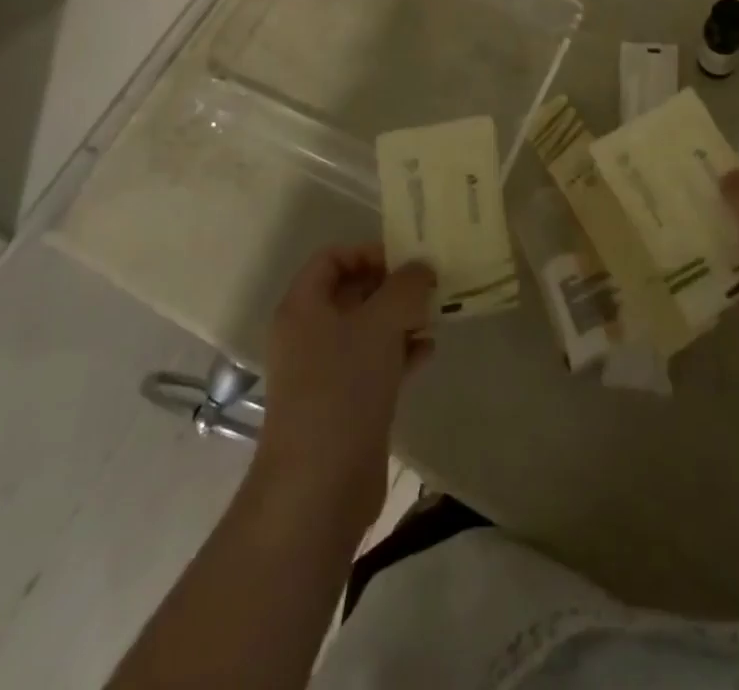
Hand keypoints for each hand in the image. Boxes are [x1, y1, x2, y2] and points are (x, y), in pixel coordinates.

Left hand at [254, 245, 435, 533]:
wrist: (319, 486)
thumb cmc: (343, 387)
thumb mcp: (381, 323)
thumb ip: (405, 287)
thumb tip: (421, 268)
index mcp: (303, 307)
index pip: (331, 258)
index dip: (367, 251)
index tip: (406, 259)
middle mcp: (309, 334)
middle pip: (351, 292)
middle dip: (391, 285)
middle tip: (430, 283)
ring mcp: (325, 371)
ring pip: (367, 329)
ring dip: (400, 318)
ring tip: (436, 313)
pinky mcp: (345, 403)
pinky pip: (375, 363)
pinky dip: (400, 352)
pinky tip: (429, 350)